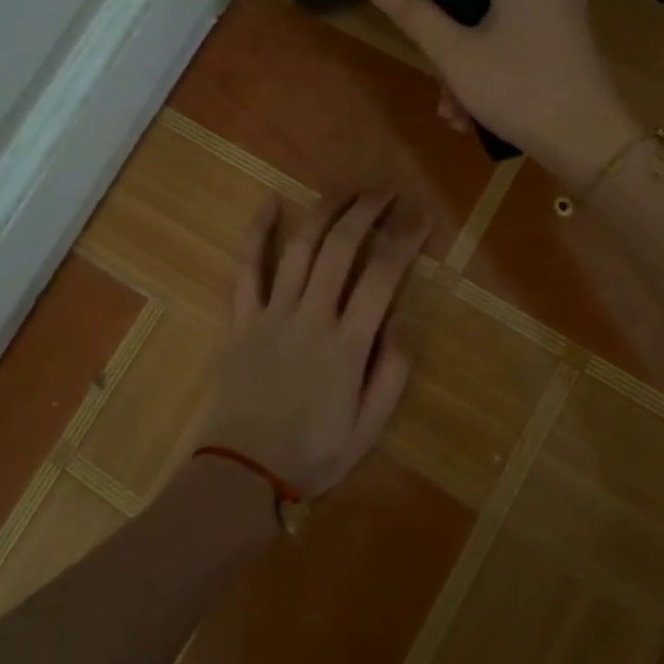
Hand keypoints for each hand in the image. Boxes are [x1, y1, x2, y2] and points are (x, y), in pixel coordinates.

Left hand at [197, 192, 429, 498]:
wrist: (242, 473)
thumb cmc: (312, 454)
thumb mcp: (369, 428)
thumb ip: (391, 372)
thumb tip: (400, 319)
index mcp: (347, 344)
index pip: (382, 276)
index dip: (404, 240)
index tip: (421, 217)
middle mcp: (311, 316)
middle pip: (341, 248)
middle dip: (367, 212)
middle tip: (386, 192)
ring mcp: (272, 313)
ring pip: (301, 248)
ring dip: (324, 212)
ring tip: (346, 190)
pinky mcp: (242, 318)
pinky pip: (247, 268)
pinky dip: (257, 233)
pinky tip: (270, 204)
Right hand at [361, 0, 639, 187]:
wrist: (589, 143)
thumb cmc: (517, 90)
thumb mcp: (454, 54)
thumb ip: (412, 12)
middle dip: (451, 33)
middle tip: (434, 71)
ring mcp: (566, 14)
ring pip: (500, 23)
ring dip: (469, 62)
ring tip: (453, 108)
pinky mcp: (571, 43)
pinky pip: (522, 42)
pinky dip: (496, 67)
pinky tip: (477, 111)